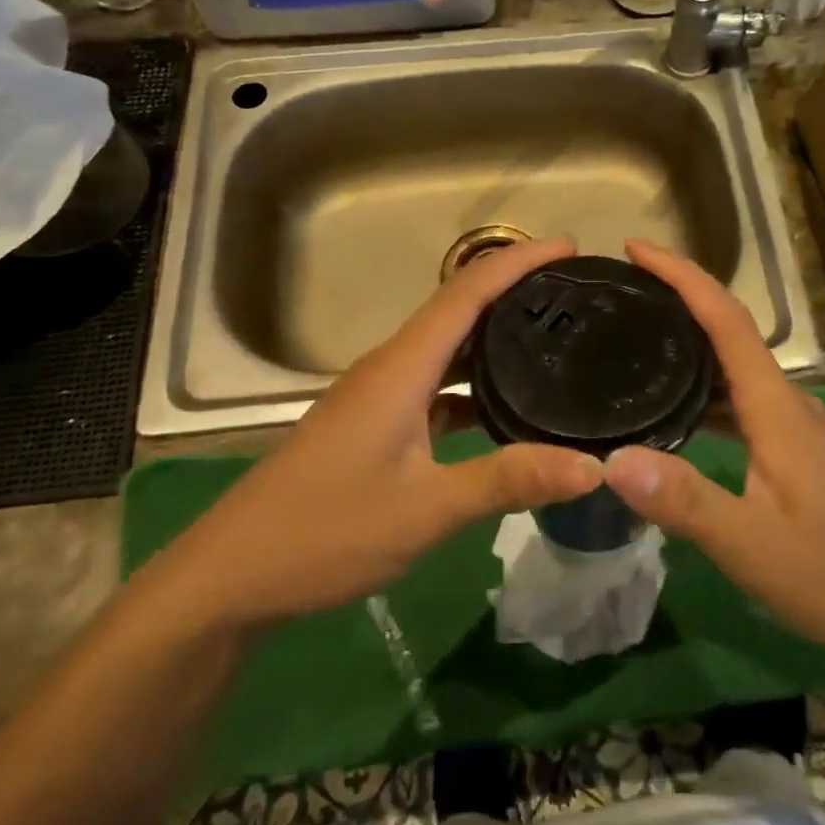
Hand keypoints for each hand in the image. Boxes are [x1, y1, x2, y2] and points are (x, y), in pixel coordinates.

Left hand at [151, 237, 603, 630]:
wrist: (232, 576)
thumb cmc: (326, 532)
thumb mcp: (427, 509)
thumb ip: (508, 480)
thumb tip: (592, 466)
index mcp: (401, 368)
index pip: (468, 292)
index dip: (519, 261)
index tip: (571, 248)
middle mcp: (390, 368)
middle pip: (458, 308)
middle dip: (514, 289)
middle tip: (576, 292)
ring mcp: (377, 396)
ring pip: (445, 348)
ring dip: (493, 335)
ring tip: (552, 337)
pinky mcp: (373, 424)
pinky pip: (433, 385)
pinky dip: (471, 383)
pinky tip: (502, 408)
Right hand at [602, 239, 824, 661]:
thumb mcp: (751, 544)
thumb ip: (685, 501)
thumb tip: (611, 460)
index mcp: (777, 407)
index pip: (728, 320)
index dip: (684, 276)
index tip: (636, 249)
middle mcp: (786, 402)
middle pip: (730, 330)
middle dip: (679, 297)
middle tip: (621, 288)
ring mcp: (792, 426)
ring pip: (734, 366)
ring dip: (690, 340)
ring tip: (635, 334)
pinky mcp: (790, 450)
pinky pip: (738, 399)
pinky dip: (702, 386)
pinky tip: (672, 406)